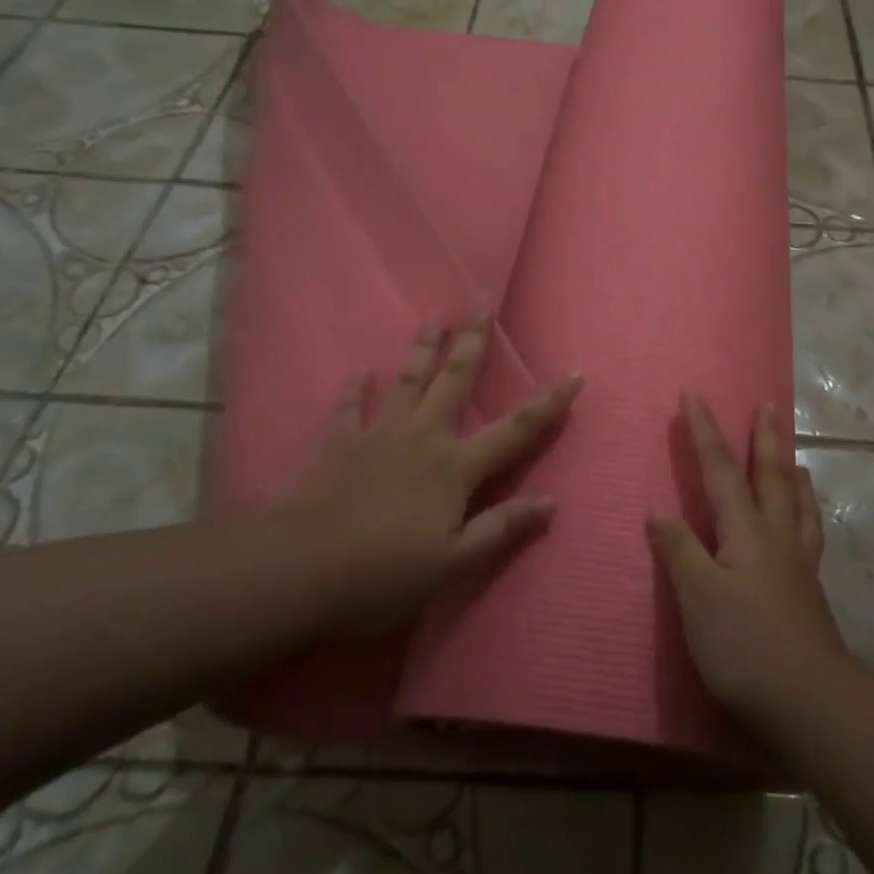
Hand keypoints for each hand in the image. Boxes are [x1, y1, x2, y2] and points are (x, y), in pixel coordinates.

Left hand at [276, 311, 581, 634]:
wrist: (298, 572)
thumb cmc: (384, 574)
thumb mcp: (454, 564)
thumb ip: (502, 528)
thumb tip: (552, 502)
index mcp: (456, 467)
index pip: (516, 430)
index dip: (549, 403)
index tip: (574, 374)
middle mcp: (423, 437)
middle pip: (455, 380)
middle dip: (473, 339)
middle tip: (481, 299)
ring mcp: (378, 435)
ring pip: (407, 380)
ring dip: (423, 347)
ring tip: (433, 315)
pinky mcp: (337, 444)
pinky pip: (347, 408)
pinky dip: (354, 389)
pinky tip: (357, 372)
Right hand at [648, 394, 850, 727]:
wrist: (808, 699)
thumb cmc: (744, 645)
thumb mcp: (698, 597)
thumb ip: (679, 550)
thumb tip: (659, 512)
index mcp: (746, 530)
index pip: (721, 470)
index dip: (705, 432)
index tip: (694, 395)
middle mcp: (777, 535)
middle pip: (771, 475)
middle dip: (765, 437)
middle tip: (768, 404)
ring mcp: (799, 562)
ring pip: (798, 501)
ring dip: (792, 470)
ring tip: (794, 454)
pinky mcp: (810, 589)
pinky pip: (811, 532)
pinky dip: (808, 512)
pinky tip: (805, 521)